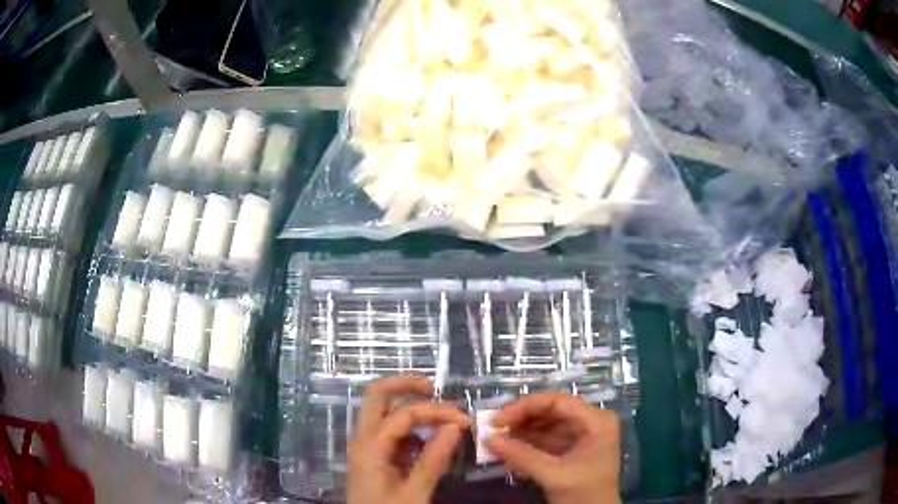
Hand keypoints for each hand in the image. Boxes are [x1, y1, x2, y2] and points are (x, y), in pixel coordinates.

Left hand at [347, 375, 469, 503]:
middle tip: (435, 388)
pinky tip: (428, 438)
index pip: (404, 414)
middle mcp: (362, 438)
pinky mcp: (371, 454)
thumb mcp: (415, 492)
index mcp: (370, 447)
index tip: (465, 420)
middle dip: (405, 384)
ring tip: (439, 414)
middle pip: (376, 394)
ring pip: (380, 409)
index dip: (436, 412)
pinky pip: (387, 429)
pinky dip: (407, 425)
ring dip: (407, 403)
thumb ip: (434, 458)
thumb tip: (456, 425)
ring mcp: (364, 445)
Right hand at [486, 394, 620, 503]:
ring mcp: (582, 436)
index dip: (525, 407)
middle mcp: (591, 422)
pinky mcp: (571, 450)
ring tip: (496, 442)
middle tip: (493, 429)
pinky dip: (526, 446)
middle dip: (521, 420)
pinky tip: (508, 454)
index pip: (558, 402)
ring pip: (545, 425)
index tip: (497, 420)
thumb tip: (489, 439)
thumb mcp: (554, 476)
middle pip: (551, 412)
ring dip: (520, 434)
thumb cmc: (584, 494)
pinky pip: (545, 441)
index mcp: (596, 421)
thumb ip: (522, 456)